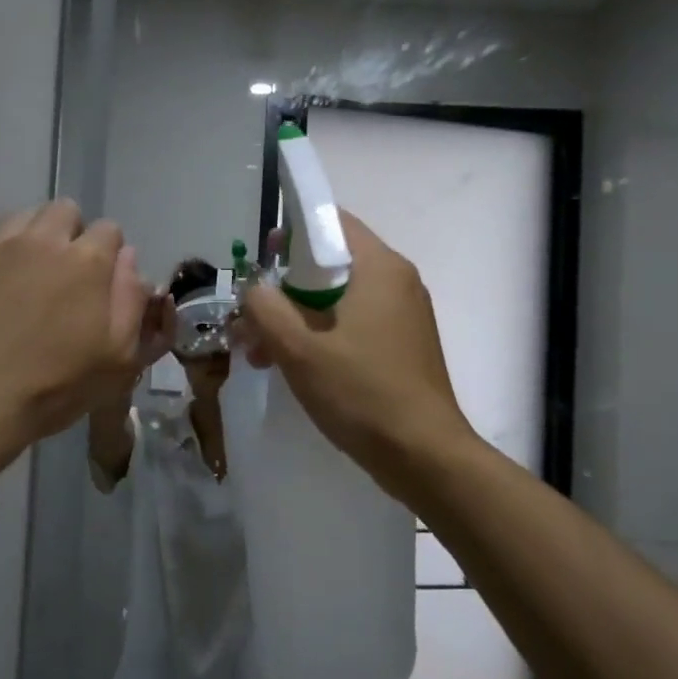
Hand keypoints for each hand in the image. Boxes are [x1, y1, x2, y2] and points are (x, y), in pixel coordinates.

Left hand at [0, 200, 150, 463]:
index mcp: (86, 261)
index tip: (98, 283)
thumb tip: (128, 260)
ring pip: (18, 219)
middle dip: (68, 235)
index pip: (109, 230)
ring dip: (27, 241)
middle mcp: (39, 240)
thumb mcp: (119, 359)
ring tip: (19, 280)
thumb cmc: (52, 388)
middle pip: (63, 211)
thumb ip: (132, 301)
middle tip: (60, 276)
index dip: (107, 255)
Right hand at [234, 211, 471, 485]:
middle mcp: (397, 281)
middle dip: (285, 288)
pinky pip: (354, 323)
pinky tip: (294, 367)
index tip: (260, 260)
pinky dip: (322, 335)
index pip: (332, 222)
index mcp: (379, 268)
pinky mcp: (402, 345)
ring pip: (339, 298)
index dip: (291, 234)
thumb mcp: (300, 351)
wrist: (425, 456)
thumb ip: (267, 309)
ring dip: (298, 317)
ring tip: (262, 353)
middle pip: (331, 263)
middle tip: (252, 317)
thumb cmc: (363, 394)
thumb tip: (254, 288)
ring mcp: (404, 315)